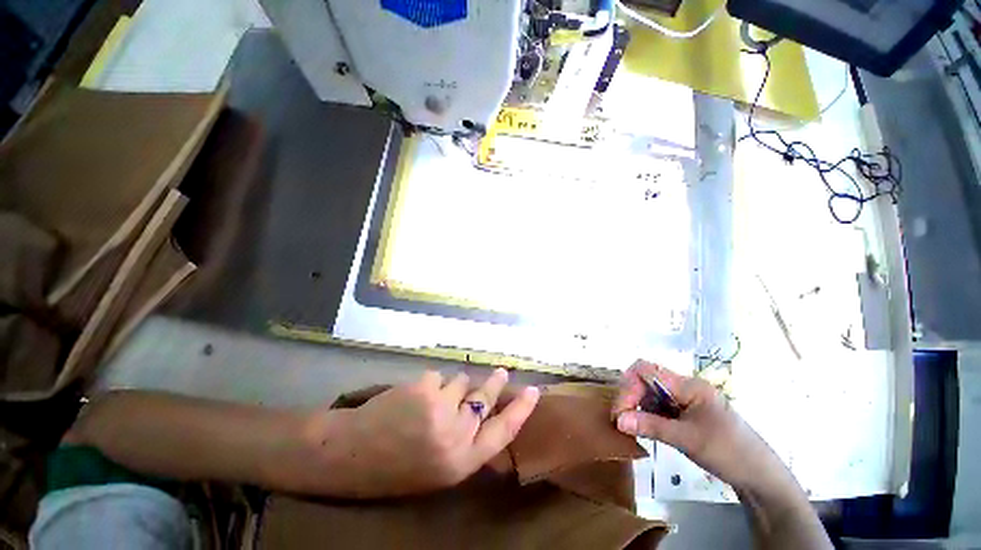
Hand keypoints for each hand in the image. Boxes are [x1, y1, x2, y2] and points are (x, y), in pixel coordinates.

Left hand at [309, 368, 539, 497]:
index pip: (503, 432)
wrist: (348, 454)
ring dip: (452, 386)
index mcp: (460, 462)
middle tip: (500, 372)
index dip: (521, 410)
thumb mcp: (436, 467)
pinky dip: (431, 383)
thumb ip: (463, 441)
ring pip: (461, 382)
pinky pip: (439, 376)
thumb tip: (483, 409)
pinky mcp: (424, 387)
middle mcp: (457, 434)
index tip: (534, 391)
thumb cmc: (393, 467)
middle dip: (494, 384)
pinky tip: (413, 396)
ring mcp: (441, 408)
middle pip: (485, 398)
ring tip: (431, 399)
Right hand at [611, 360, 782, 490]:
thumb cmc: (728, 452)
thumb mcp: (687, 440)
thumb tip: (618, 420)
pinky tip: (644, 427)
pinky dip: (647, 414)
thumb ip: (651, 426)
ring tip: (631, 426)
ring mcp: (686, 399)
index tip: (621, 411)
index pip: (646, 370)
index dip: (628, 385)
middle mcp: (685, 387)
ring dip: (637, 406)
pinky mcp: (686, 412)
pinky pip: (659, 406)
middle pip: (645, 379)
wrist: (760, 476)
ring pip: (650, 393)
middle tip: (621, 421)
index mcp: (688, 385)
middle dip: (630, 396)